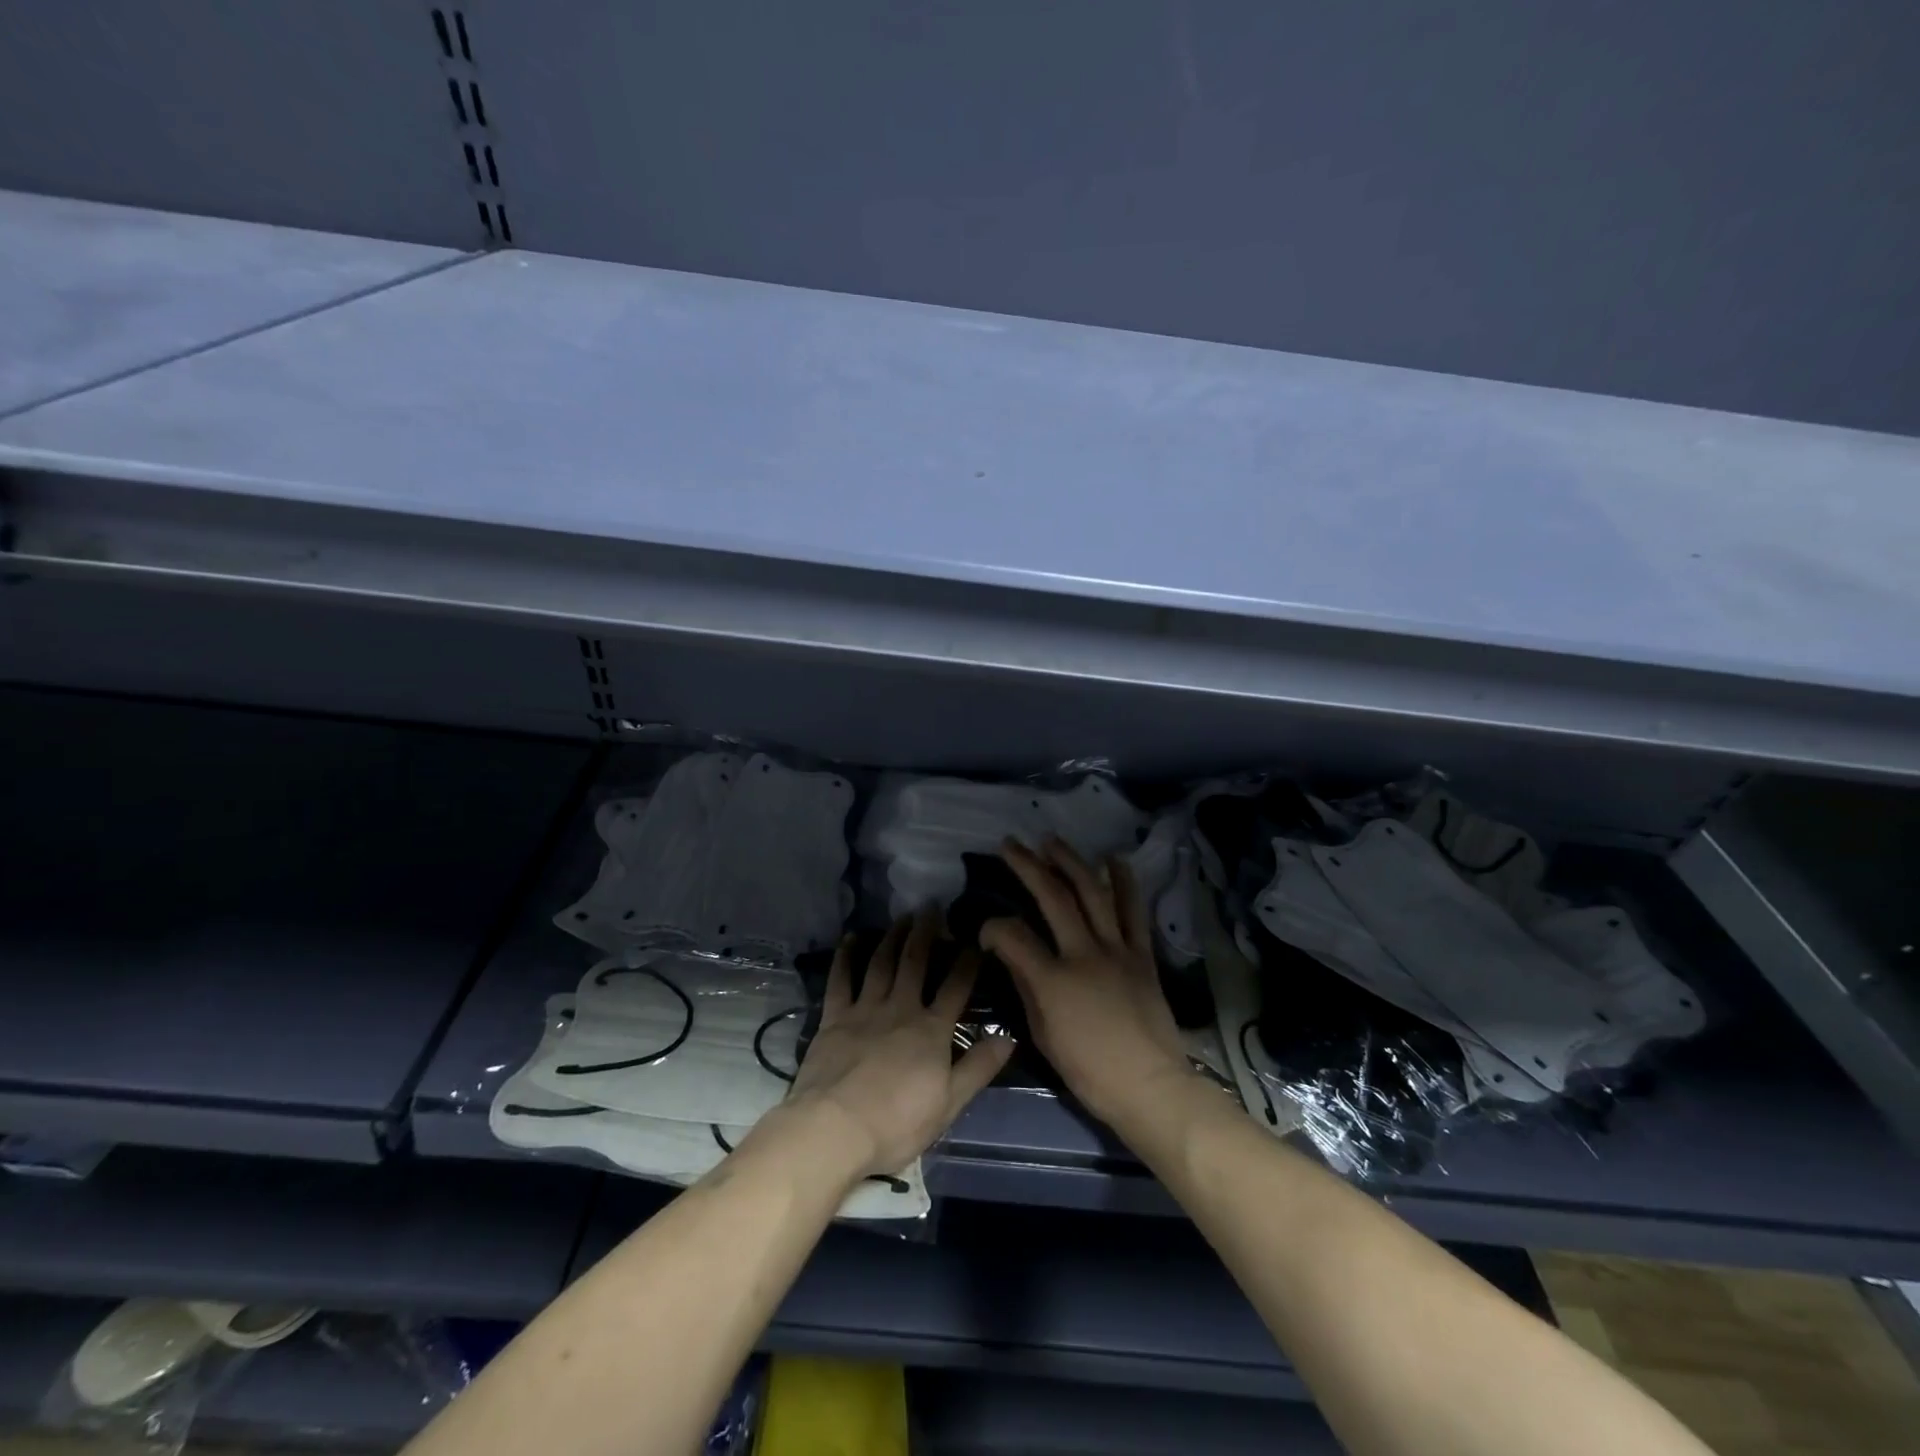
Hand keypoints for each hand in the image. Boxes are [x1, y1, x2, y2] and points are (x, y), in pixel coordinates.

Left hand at [780, 912, 1012, 1179]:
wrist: (836, 1128)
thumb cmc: (897, 1123)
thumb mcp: (949, 1103)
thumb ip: (978, 1067)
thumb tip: (1009, 1036)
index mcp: (932, 1030)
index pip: (956, 987)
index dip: (968, 962)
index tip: (975, 941)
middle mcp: (901, 1008)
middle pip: (916, 963)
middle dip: (926, 933)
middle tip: (932, 908)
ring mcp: (865, 1009)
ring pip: (882, 963)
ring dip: (893, 937)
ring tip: (902, 917)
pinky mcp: (834, 1017)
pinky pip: (841, 979)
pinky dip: (846, 956)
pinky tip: (852, 938)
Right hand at [981, 838, 1192, 1127]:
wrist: (1150, 1086)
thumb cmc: (1090, 1071)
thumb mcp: (1044, 1035)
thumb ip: (1025, 986)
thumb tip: (1008, 951)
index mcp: (1054, 980)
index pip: (1013, 935)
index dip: (992, 926)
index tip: (985, 929)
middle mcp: (1084, 953)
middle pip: (1053, 898)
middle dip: (1027, 866)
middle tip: (1010, 844)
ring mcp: (1117, 950)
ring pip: (1092, 893)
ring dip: (1070, 861)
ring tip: (1051, 840)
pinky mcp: (1142, 954)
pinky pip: (1133, 911)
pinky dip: (1124, 881)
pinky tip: (1113, 858)